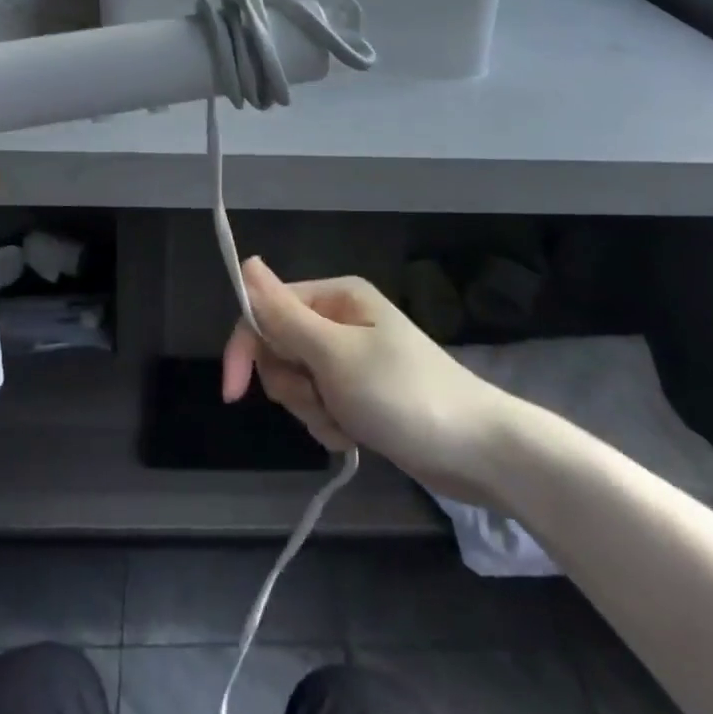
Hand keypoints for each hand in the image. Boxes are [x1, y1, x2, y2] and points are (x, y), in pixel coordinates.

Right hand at [221, 258, 512, 502]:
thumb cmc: (404, 394)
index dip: (246, 349)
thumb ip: (284, 314)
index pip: (265, 311)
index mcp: (336, 296)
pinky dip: (330, 424)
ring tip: (348, 424)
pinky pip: (321, 404)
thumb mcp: (335, 355)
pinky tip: (356, 437)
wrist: (478, 450)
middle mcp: (340, 318)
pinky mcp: (360, 391)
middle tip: (324, 401)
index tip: (234, 394)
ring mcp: (351, 357)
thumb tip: (245, 263)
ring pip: (298, 381)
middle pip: (280, 349)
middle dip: (293, 386)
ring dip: (312, 410)